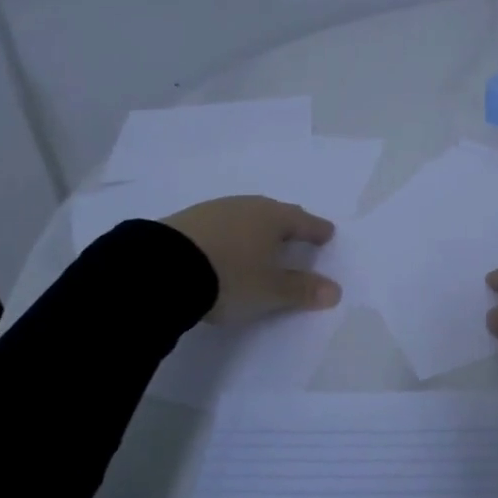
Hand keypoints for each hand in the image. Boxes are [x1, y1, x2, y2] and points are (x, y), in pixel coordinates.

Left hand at [160, 196, 340, 324]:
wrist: (162, 269)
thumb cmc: (231, 277)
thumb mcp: (271, 290)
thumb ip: (303, 290)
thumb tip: (335, 290)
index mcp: (273, 218)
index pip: (304, 221)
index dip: (317, 230)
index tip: (327, 233)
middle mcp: (247, 206)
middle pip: (275, 214)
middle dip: (288, 224)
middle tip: (297, 234)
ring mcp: (214, 210)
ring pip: (245, 216)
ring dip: (256, 228)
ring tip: (260, 242)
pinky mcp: (187, 220)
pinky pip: (220, 224)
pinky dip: (230, 234)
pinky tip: (225, 246)